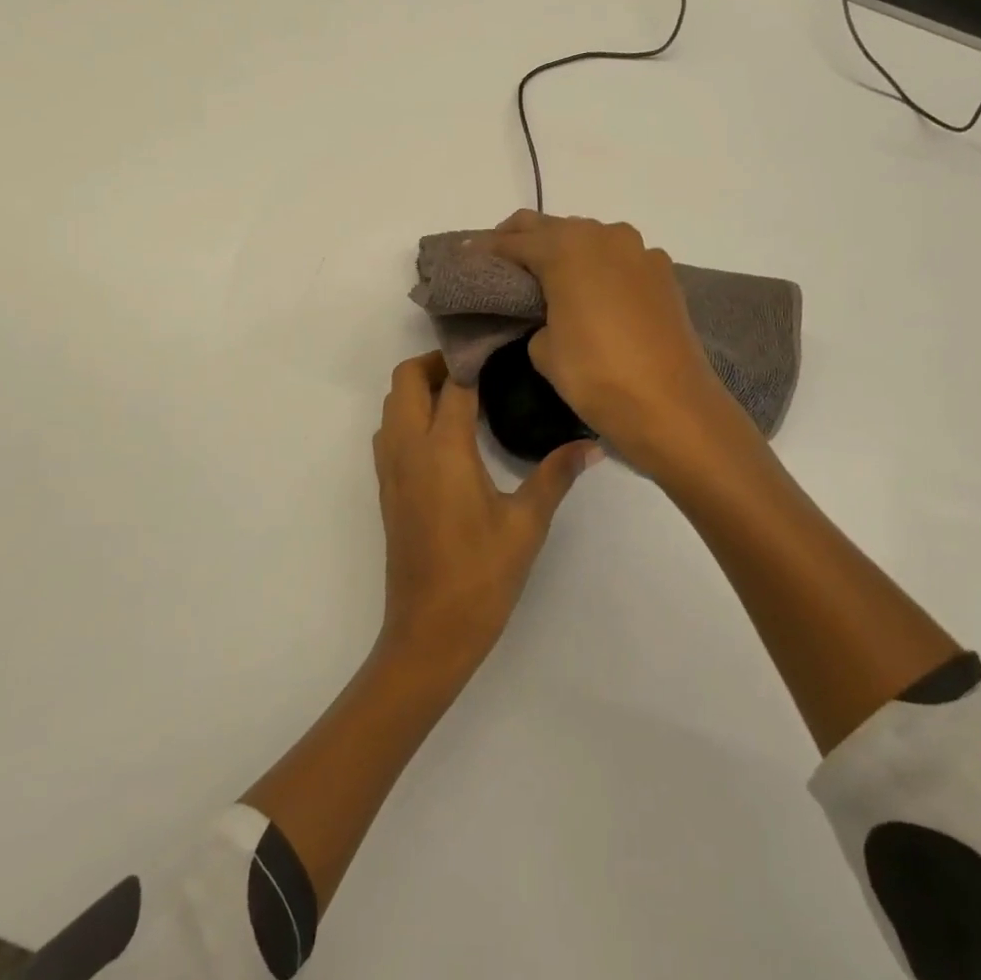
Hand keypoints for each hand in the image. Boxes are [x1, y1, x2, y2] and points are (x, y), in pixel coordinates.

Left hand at [372, 351, 597, 676]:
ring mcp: (391, 470)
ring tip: (464, 397)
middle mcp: (409, 449)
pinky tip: (445, 437)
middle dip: (436, 362)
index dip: (474, 357)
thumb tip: (593, 445)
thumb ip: (556, 475)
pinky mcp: (386, 489)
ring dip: (418, 388)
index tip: (501, 346)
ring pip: (392, 404)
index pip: (453, 381)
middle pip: (406, 380)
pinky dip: (409, 415)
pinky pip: (389, 432)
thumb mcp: (526, 524)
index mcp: (443, 449)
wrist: (429, 632)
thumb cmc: (481, 576)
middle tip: (479, 370)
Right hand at [477, 212, 752, 477]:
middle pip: (552, 227)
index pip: (515, 241)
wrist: (673, 407)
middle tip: (499, 262)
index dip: (487, 250)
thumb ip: (537, 317)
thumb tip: (550, 313)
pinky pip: (618, 260)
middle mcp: (605, 236)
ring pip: (589, 239)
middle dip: (522, 240)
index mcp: (568, 248)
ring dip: (563, 250)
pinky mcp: (663, 274)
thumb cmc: (597, 376)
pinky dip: (597, 267)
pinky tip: (589, 292)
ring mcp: (640, 252)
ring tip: (543, 277)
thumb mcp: (544, 350)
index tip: (466, 257)